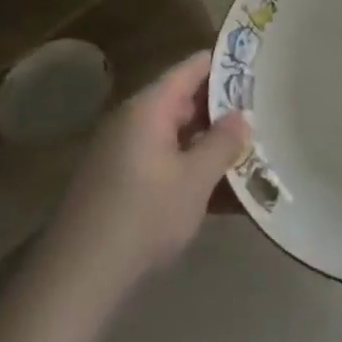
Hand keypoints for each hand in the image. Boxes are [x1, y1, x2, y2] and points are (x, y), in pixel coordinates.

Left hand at [38, 52, 250, 308]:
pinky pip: (163, 162)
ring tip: (252, 153)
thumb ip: (223, 143)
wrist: (77, 277)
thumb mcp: (194, 180)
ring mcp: (122, 153)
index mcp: (149, 108)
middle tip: (265, 115)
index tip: (259, 66)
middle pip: (185, 101)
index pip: (192, 68)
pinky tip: (222, 194)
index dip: (226, 63)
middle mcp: (133, 121)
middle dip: (224, 110)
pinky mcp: (119, 183)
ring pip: (177, 136)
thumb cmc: (142, 217)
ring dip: (210, 145)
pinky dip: (191, 170)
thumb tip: (243, 115)